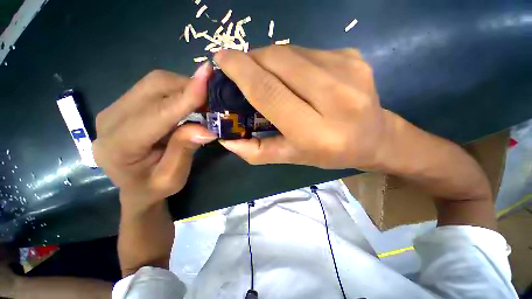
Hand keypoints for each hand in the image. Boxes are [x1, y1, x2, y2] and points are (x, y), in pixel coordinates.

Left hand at [93, 64, 216, 208]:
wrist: (133, 188)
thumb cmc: (153, 187)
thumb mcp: (173, 177)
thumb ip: (184, 150)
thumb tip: (206, 129)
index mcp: (120, 146)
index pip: (158, 113)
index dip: (185, 96)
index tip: (207, 76)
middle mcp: (110, 121)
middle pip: (153, 87)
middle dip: (187, 86)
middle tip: (212, 96)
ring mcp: (114, 109)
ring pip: (154, 82)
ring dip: (183, 86)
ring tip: (203, 101)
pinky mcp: (123, 105)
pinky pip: (153, 87)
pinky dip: (176, 90)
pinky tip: (188, 101)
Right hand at [214, 46, 395, 169]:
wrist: (375, 138)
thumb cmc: (330, 153)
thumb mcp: (292, 157)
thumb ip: (258, 151)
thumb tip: (227, 141)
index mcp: (316, 131)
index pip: (269, 92)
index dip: (241, 71)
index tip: (221, 59)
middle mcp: (335, 97)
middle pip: (279, 62)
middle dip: (252, 59)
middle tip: (241, 68)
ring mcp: (348, 70)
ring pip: (292, 51)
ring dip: (270, 58)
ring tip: (266, 73)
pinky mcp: (354, 56)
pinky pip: (308, 50)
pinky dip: (291, 59)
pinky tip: (294, 74)